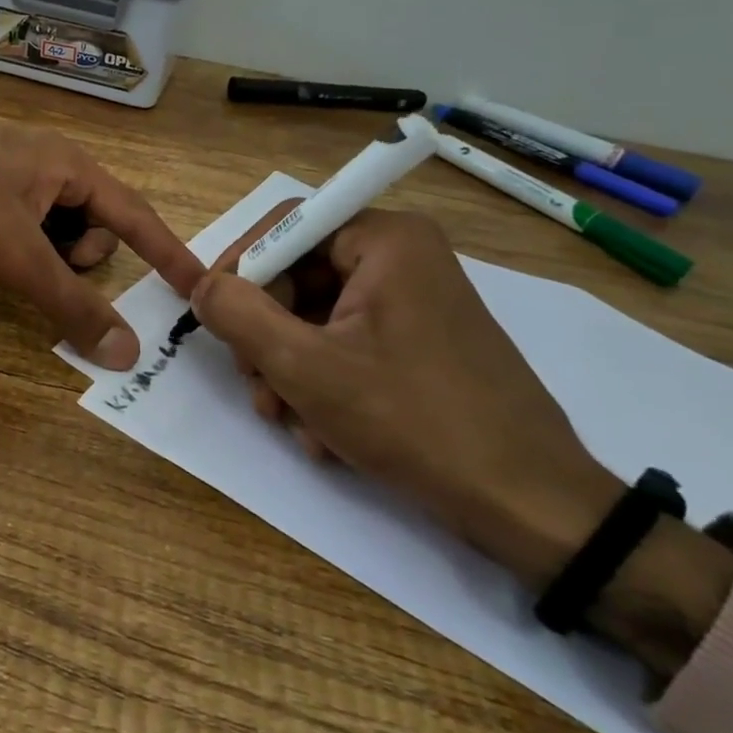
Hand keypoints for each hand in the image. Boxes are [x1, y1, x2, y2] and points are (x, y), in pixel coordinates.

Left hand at [0, 119, 202, 368]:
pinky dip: (22, 249)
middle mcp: (47, 163)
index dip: (167, 251)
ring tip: (11, 259)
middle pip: (95, 224)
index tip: (197, 286)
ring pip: (57, 229)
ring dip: (48, 255)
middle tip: (43, 264)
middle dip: (80, 254)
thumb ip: (72, 304)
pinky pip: (25, 227)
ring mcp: (11, 176)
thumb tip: (127, 354)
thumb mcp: (18, 254)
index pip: (135, 214)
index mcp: (69, 164)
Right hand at [191, 204, 621, 588]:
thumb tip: (201, 286)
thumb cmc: (414, 420)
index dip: (239, 267)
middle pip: (298, 275)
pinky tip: (322, 433)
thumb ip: (238, 314)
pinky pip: (347, 343)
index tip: (211, 315)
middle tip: (254, 385)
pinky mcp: (420, 342)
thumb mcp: (305, 367)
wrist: (531, 507)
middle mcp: (401, 257)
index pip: (285, 225)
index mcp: (385, 240)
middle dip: (265, 334)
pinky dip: (322, 383)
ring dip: (287, 368)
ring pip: (316, 316)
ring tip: (287, 420)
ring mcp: (414, 302)